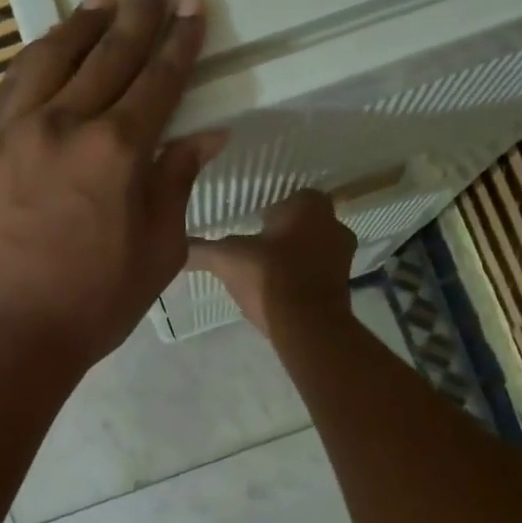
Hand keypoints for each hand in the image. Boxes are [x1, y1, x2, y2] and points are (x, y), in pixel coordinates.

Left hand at [0, 0, 224, 376]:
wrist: (9, 334)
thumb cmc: (95, 301)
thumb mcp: (158, 249)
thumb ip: (177, 182)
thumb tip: (206, 134)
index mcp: (116, 152)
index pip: (157, 80)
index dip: (179, 40)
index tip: (193, 4)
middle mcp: (64, 125)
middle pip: (108, 54)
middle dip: (137, 10)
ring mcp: (14, 131)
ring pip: (52, 56)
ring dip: (82, 22)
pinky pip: (11, 85)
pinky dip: (36, 57)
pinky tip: (49, 44)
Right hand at [187, 190, 355, 337]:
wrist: (307, 325)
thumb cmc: (270, 277)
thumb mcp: (227, 259)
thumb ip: (201, 250)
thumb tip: (177, 244)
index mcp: (309, 206)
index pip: (290, 196)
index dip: (269, 210)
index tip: (251, 225)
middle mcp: (333, 223)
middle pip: (303, 222)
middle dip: (283, 232)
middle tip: (256, 246)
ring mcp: (343, 255)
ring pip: (313, 246)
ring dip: (294, 254)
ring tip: (266, 270)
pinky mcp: (344, 284)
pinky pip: (319, 271)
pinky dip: (302, 276)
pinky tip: (280, 290)